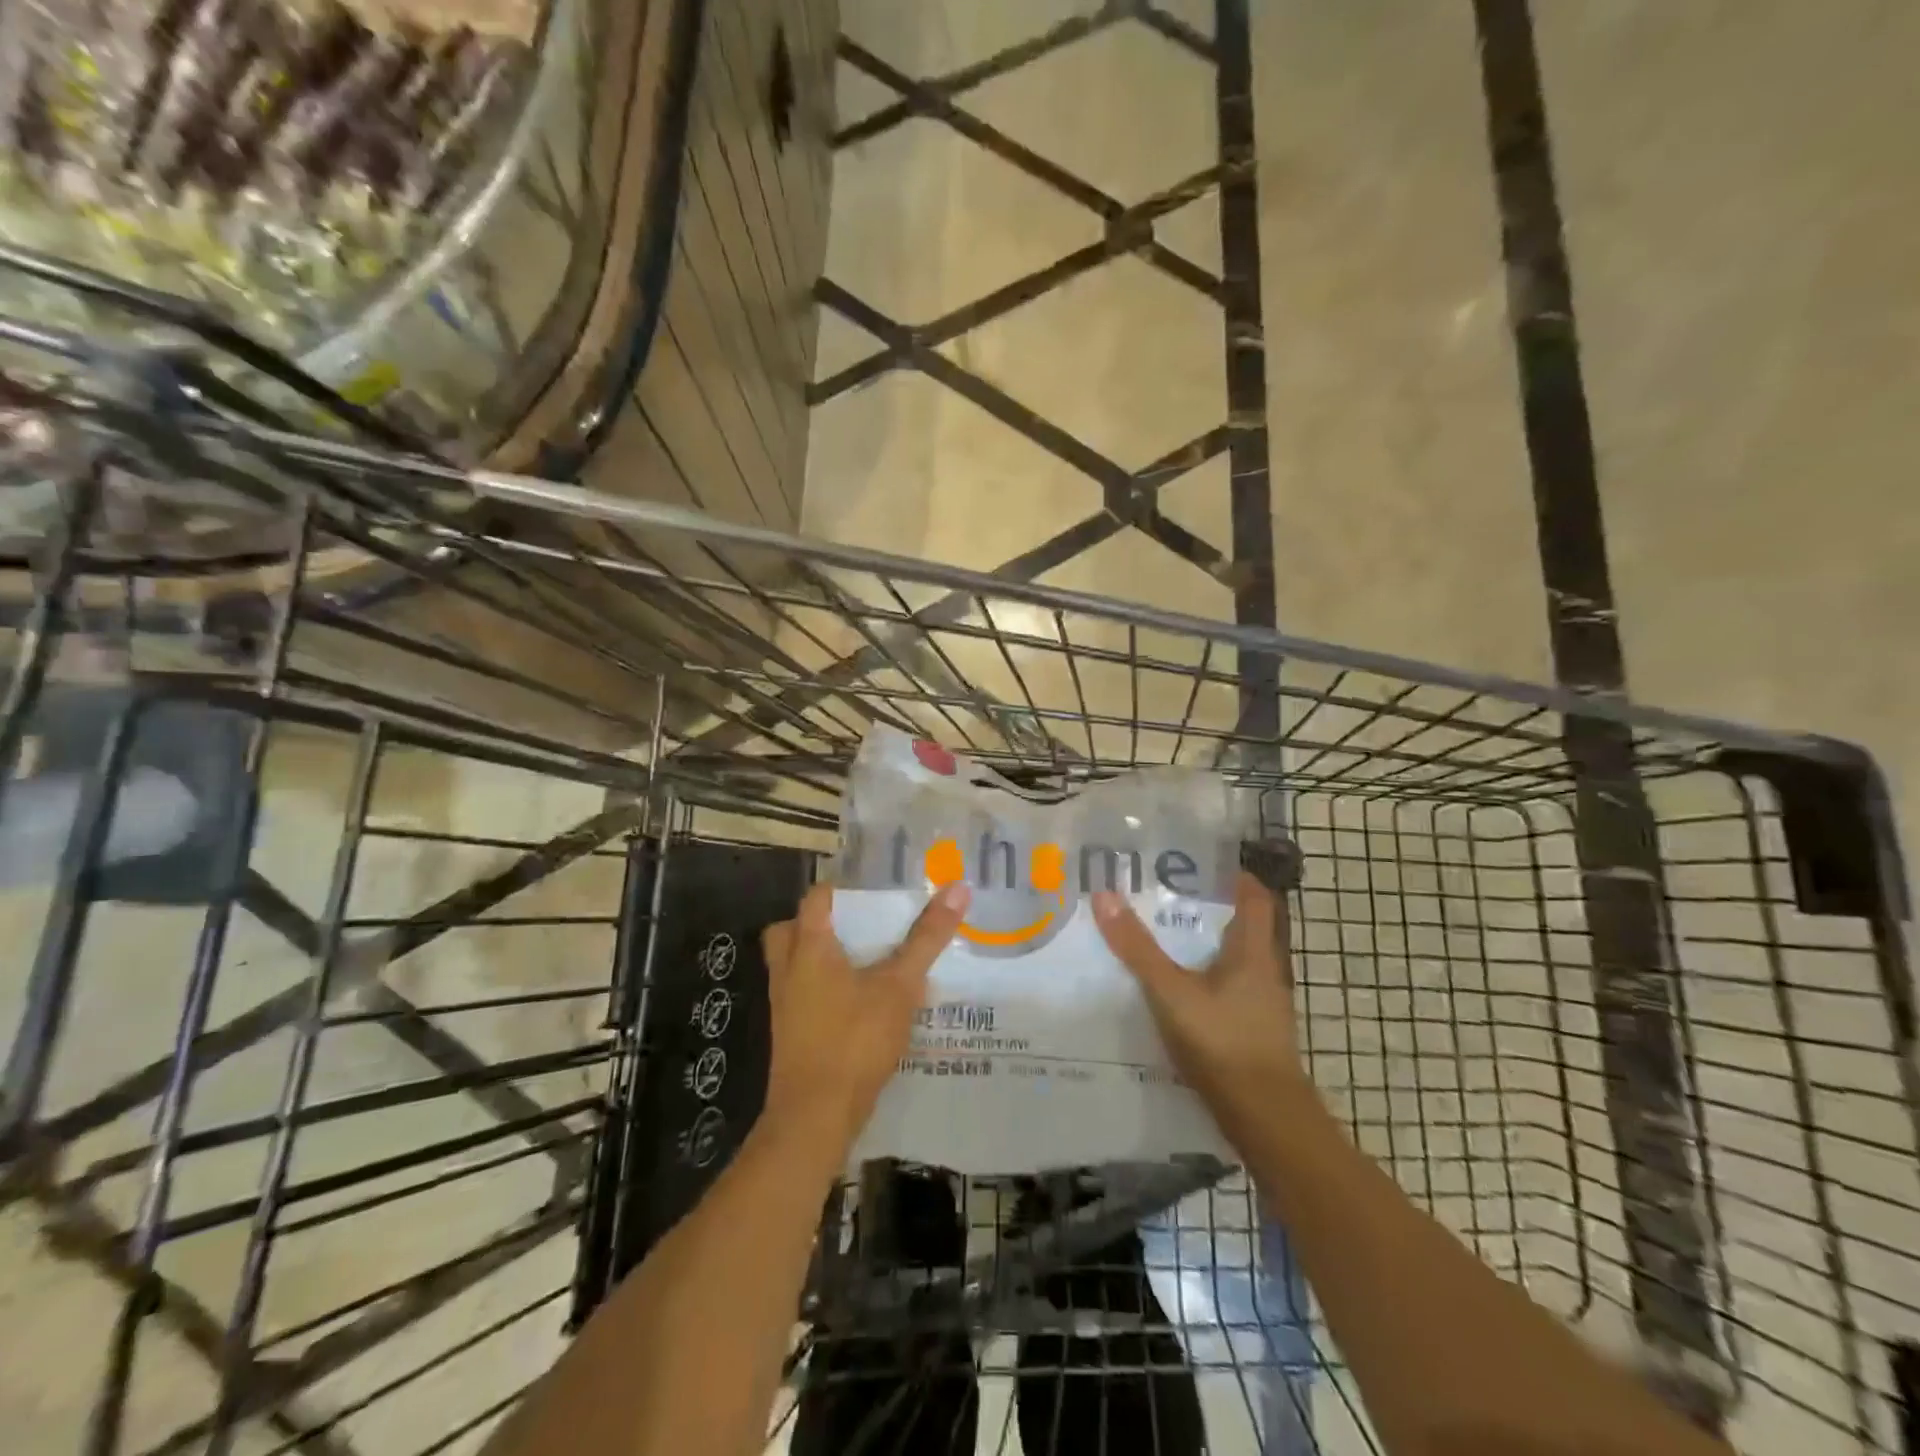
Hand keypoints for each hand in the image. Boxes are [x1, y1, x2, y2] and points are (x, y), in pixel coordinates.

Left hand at [759, 881, 971, 1157]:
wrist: (816, 1116)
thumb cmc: (855, 1039)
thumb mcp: (899, 985)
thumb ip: (926, 938)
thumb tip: (958, 888)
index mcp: (808, 947)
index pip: (815, 898)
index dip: (840, 887)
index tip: (872, 886)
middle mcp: (788, 970)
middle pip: (791, 929)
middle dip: (818, 921)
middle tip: (857, 922)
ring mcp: (783, 1004)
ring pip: (794, 964)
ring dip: (819, 956)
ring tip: (862, 957)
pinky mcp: (788, 1033)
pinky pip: (800, 993)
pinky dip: (821, 987)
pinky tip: (856, 1000)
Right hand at [1093, 872, 1307, 1138]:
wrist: (1265, 1118)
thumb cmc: (1223, 1043)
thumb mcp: (1172, 992)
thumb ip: (1137, 948)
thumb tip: (1104, 895)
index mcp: (1253, 951)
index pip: (1255, 897)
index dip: (1233, 875)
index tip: (1198, 861)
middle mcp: (1263, 971)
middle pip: (1241, 926)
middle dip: (1206, 908)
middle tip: (1163, 894)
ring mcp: (1260, 1003)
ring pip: (1231, 959)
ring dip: (1202, 945)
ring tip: (1159, 935)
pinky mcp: (1251, 1030)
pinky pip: (1226, 989)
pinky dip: (1202, 978)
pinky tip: (1172, 988)